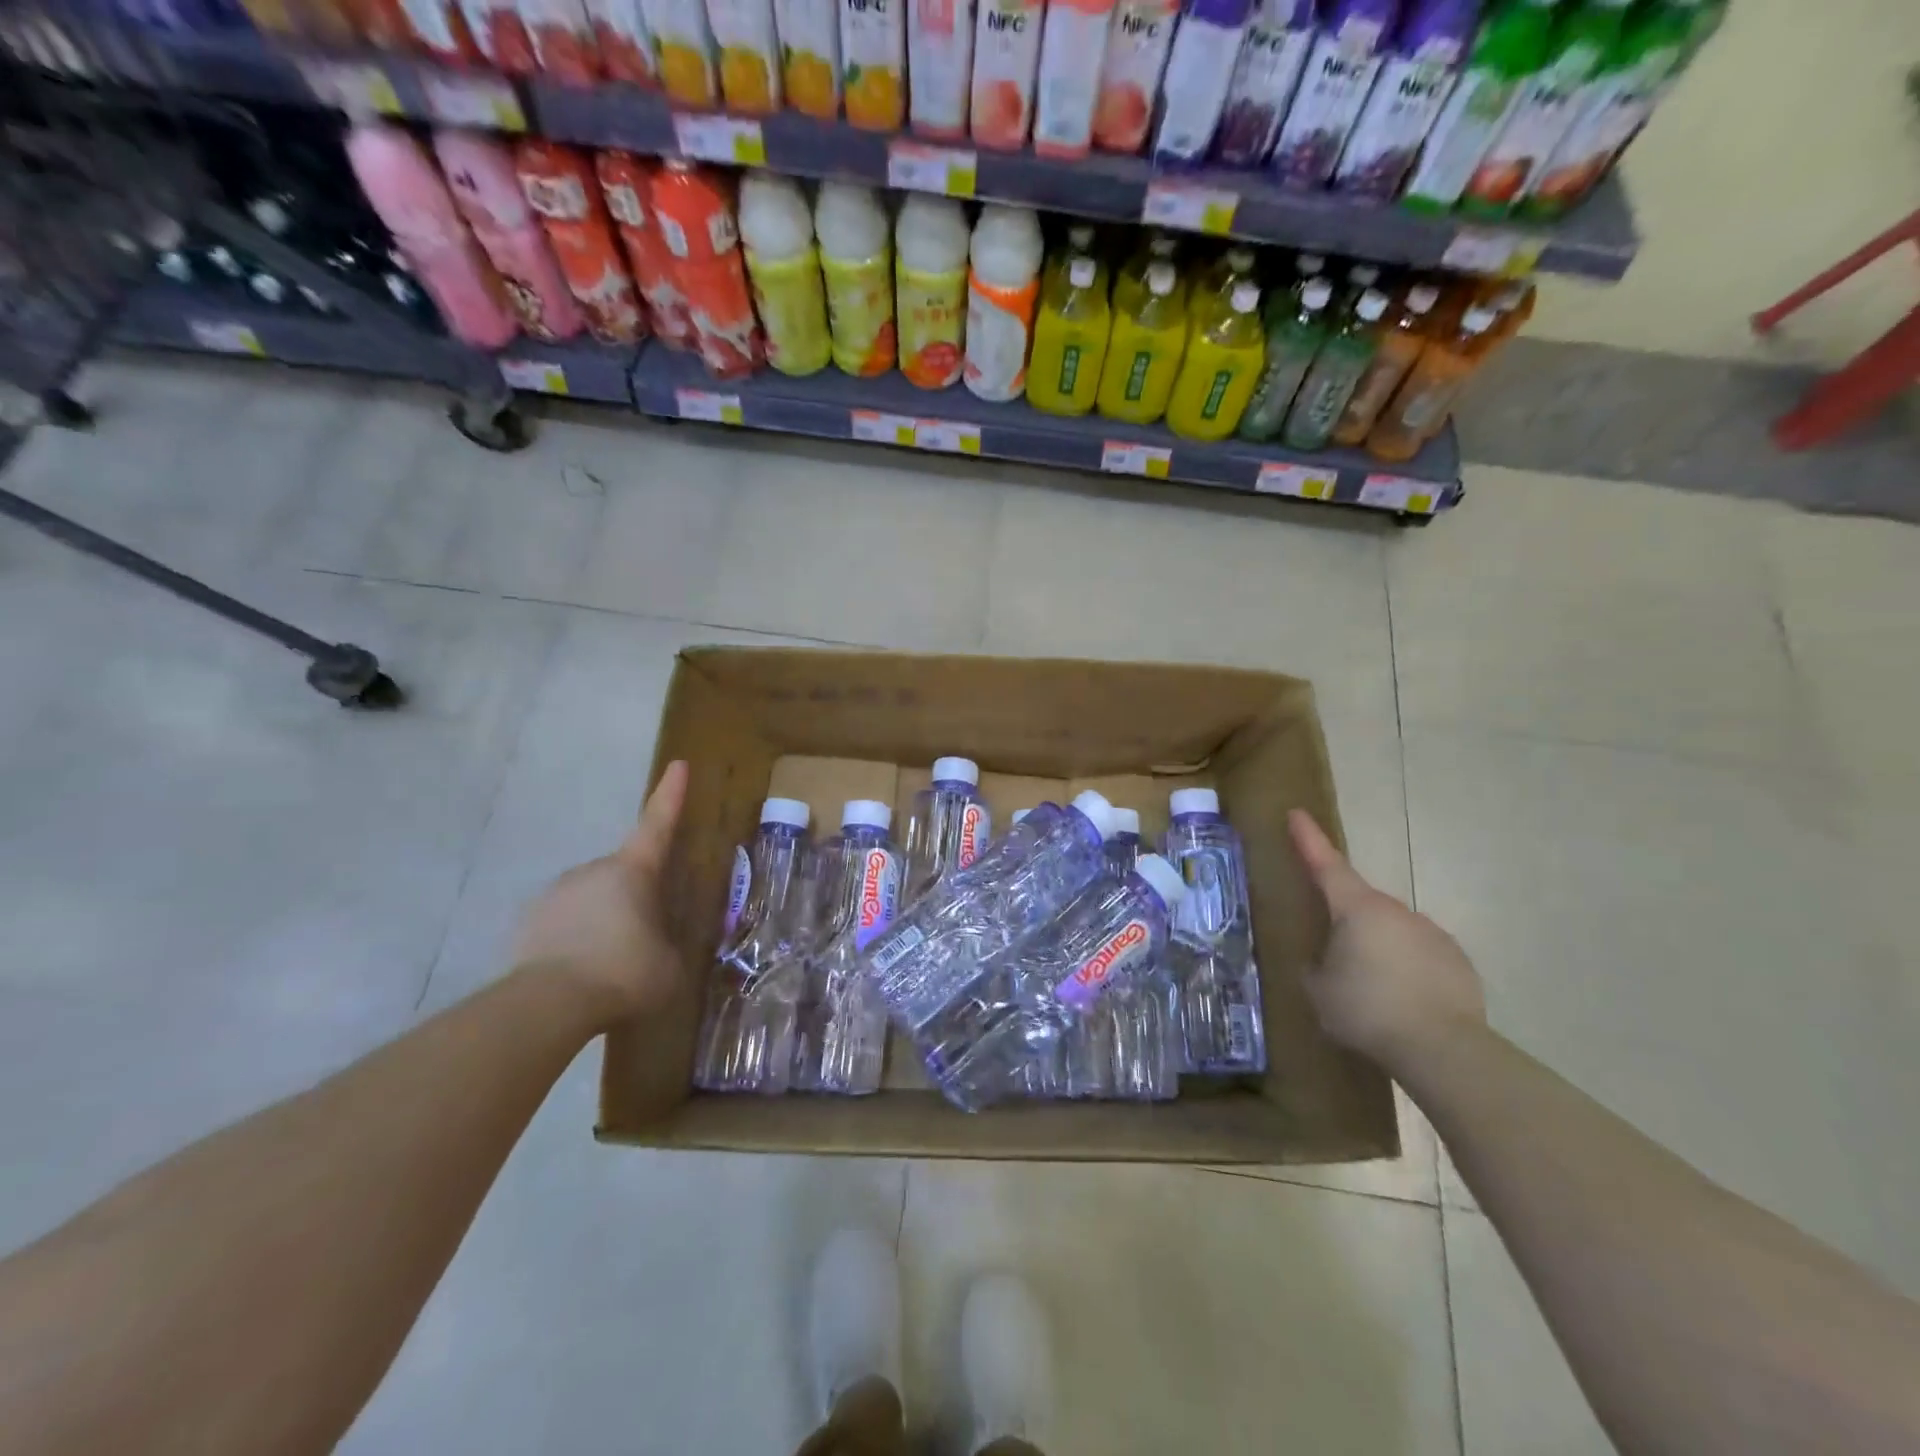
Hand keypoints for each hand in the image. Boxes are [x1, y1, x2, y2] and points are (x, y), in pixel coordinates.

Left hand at [514, 761, 689, 1023]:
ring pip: (591, 900)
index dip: (671, 794)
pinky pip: (562, 923)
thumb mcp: (671, 966)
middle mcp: (592, 870)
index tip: (678, 764)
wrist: (548, 1005)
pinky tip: (579, 973)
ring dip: (603, 921)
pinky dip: (574, 939)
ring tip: (609, 966)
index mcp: (633, 871)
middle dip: (635, 898)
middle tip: (644, 940)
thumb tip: (669, 948)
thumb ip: (673, 947)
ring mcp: (555, 893)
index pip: (658, 824)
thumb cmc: (625, 974)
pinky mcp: (527, 922)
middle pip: (624, 874)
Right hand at [1287, 809, 1485, 1069]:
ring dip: (1378, 949)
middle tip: (1333, 957)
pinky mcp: (1458, 963)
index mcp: (1357, 909)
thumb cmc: (1366, 1011)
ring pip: (1393, 932)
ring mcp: (1432, 934)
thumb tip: (1323, 960)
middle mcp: (1396, 911)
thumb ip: (1316, 965)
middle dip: (1345, 922)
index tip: (1297, 813)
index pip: (1326, 864)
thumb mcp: (1319, 989)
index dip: (1308, 839)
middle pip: (1361, 905)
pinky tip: (1402, 1003)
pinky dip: (1407, 970)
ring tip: (1370, 991)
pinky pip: (1420, 957)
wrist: (1443, 1050)